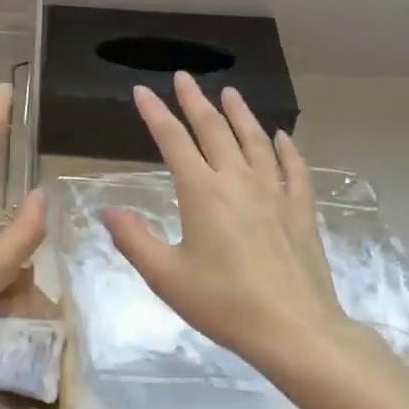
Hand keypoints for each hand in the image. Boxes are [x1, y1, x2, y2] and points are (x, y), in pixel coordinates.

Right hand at [103, 73, 348, 369]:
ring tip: (230, 92)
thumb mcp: (166, 277)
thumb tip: (107, 211)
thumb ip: (134, 240)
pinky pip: (294, 170)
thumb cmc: (225, 304)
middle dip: (195, 101)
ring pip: (254, 141)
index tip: (141, 91)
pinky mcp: (301, 211)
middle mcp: (238, 181)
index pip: (172, 140)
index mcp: (202, 192)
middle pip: (214, 130)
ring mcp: (274, 193)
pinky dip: (287, 149)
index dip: (155, 113)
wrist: (295, 331)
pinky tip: (282, 137)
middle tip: (184, 77)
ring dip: (240, 114)